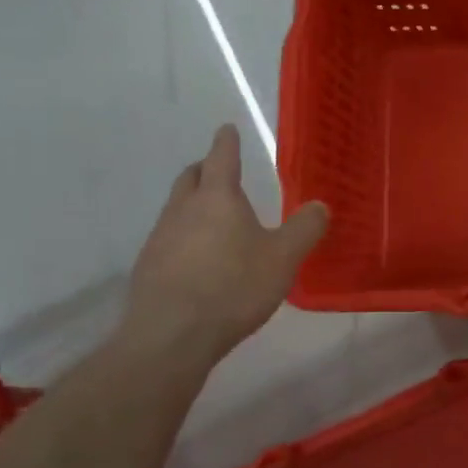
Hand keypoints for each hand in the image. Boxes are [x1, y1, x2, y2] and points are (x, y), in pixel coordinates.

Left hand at [122, 125, 327, 362]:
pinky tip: (198, 261)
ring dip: (192, 205)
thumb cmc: (232, 288)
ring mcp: (159, 239)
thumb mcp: (283, 258)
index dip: (226, 142)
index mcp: (217, 198)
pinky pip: (168, 240)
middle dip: (204, 169)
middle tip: (219, 171)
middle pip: (190, 177)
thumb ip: (305, 229)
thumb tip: (320, 205)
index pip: (221, 157)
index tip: (227, 129)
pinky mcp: (147, 269)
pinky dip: (183, 237)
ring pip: (176, 209)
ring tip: (214, 220)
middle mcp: (183, 210)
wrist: (169, 338)